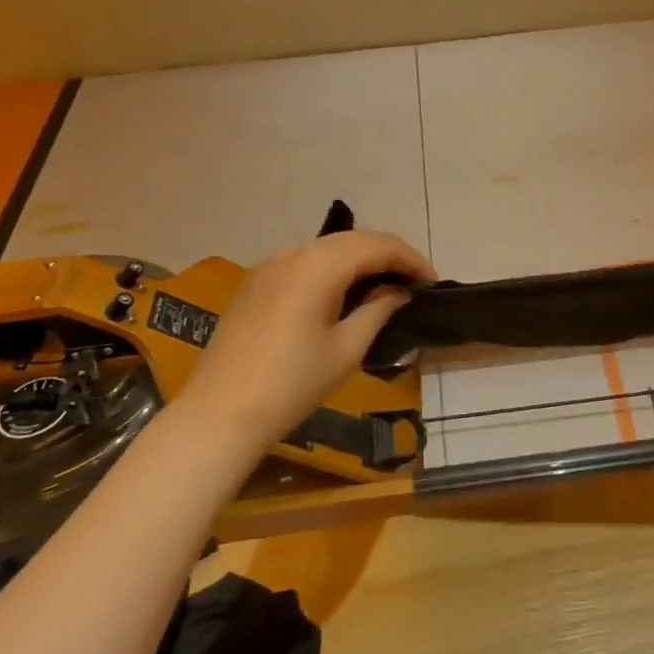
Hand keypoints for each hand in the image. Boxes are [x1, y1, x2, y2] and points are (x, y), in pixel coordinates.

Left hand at [177, 230, 434, 445]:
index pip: (377, 245)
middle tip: (414, 283)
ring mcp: (269, 266)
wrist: (222, 413)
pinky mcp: (256, 283)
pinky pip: (304, 264)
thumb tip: (398, 291)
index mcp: (319, 265)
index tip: (432, 283)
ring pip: (327, 249)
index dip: (410, 259)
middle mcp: (293, 253)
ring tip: (385, 288)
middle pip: (352, 240)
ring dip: (360, 261)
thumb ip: (378, 310)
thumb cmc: (293, 383)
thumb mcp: (347, 348)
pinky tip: (345, 294)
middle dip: (387, 256)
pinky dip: (333, 270)